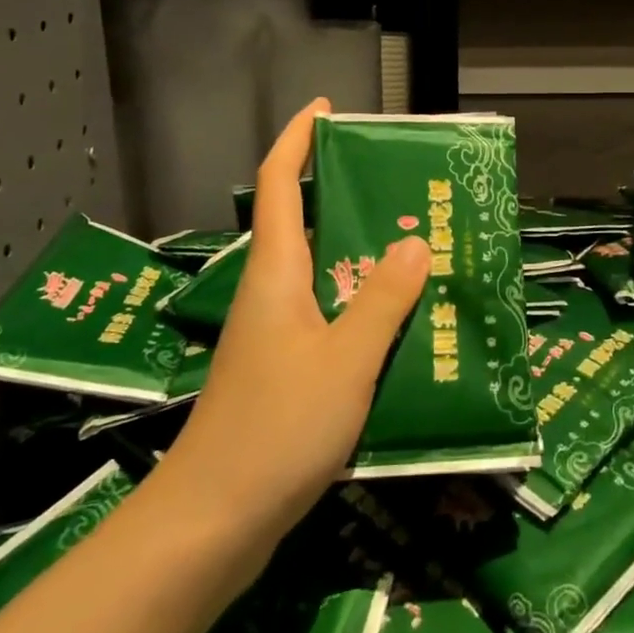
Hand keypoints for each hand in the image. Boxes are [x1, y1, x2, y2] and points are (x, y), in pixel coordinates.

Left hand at [154, 98, 427, 551]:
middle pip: (308, 224)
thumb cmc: (276, 428)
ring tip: (421, 248)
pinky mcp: (285, 371)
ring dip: (365, 257)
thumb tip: (413, 241)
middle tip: (408, 188)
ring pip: (325, 275)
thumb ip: (382, 300)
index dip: (297, 139)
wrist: (212, 523)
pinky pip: (330, 317)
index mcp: (277, 273)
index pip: (279, 184)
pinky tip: (403, 324)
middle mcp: (273, 293)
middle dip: (350, 197)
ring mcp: (276, 334)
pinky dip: (364, 307)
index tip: (328, 109)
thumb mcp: (345, 360)